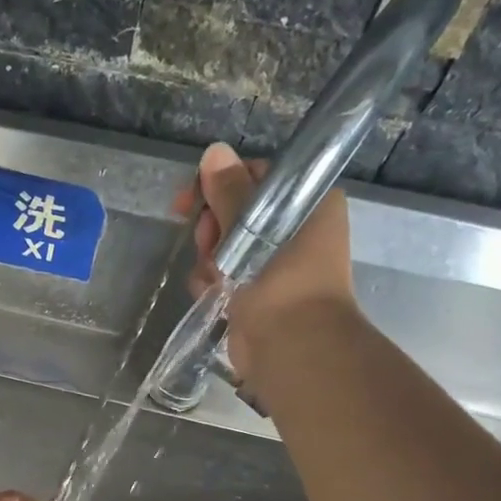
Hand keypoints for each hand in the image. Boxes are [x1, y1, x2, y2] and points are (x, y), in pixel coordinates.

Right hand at [170, 142, 355, 386]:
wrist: (290, 347)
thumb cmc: (280, 280)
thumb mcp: (252, 227)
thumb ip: (230, 191)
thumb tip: (214, 153)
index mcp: (308, 204)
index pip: (257, 177)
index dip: (221, 184)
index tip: (191, 199)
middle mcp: (294, 230)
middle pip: (235, 213)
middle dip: (212, 228)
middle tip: (207, 242)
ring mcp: (273, 265)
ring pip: (224, 246)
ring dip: (210, 259)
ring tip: (214, 276)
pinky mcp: (255, 293)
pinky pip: (222, 276)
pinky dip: (212, 283)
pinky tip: (213, 294)